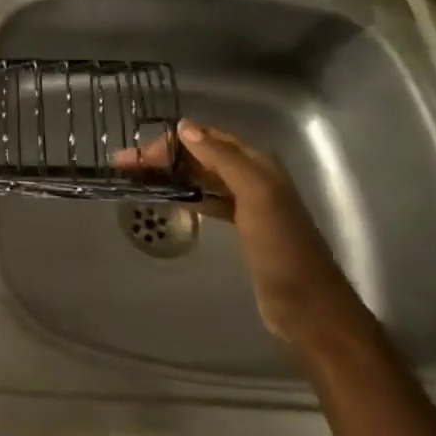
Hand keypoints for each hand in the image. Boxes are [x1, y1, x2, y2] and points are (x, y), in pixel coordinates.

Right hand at [116, 119, 358, 342]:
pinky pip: (208, 200)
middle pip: (202, 156)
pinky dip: (186, 195)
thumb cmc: (281, 248)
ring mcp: (248, 204)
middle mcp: (252, 177)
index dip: (172, 141)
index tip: (139, 154)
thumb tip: (185, 127)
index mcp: (258, 164)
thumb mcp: (256, 195)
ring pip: (202, 178)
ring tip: (138, 179)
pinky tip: (168, 199)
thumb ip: (223, 159)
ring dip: (171, 174)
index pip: (207, 138)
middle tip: (126, 166)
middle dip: (165, 157)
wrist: (308, 307)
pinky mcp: (242, 228)